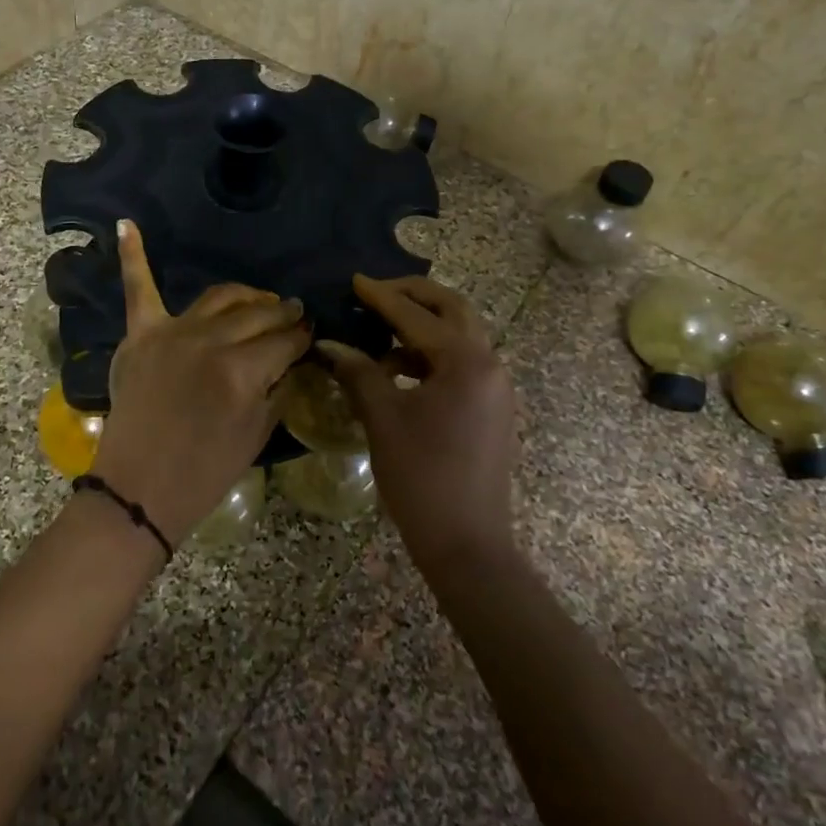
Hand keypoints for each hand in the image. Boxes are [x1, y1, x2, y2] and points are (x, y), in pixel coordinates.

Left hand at [91, 220, 312, 545]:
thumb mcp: (257, 435)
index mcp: (243, 372)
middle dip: (283, 313)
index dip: (303, 336)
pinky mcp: (141, 335)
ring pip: (220, 297)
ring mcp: (172, 333)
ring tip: (261, 299)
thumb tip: (294, 357)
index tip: (311, 334)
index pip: (285, 340)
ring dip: (246, 295)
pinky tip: (125, 224)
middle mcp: (210, 342)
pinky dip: (133, 255)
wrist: (139, 490)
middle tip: (295, 314)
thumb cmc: (204, 473)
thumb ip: (279, 388)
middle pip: (258, 315)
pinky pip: (138, 288)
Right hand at [320, 275, 516, 572]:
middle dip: (413, 296)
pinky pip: (461, 363)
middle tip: (375, 293)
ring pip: (459, 336)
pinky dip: (429, 356)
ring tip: (378, 332)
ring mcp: (495, 387)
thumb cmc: (422, 478)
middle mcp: (489, 364)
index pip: (417, 316)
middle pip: (452, 310)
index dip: (381, 297)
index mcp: (466, 362)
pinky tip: (397, 371)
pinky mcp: (491, 408)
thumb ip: (358, 373)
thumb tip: (330, 344)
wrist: (467, 545)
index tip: (354, 280)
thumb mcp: (383, 420)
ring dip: (421, 326)